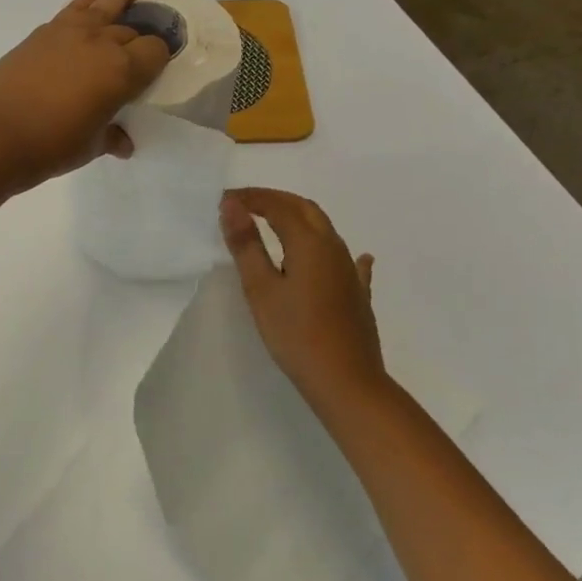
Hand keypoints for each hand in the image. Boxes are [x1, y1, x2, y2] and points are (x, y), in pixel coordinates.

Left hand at [0, 0, 172, 188]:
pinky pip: (72, 9)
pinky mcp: (42, 33)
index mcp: (122, 71)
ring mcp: (69, 33)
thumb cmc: (51, 145)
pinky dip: (84, 2)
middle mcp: (101, 43)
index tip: (158, 68)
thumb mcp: (90, 146)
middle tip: (143, 47)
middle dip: (140, 38)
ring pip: (105, 4)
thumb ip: (111, 137)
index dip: (160, 58)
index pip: (156, 52)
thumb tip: (123, 143)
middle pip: (131, 31)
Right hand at [219, 188, 385, 413]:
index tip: (224, 200)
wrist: (347, 382)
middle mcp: (334, 247)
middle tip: (245, 205)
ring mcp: (350, 271)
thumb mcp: (261, 289)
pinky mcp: (357, 293)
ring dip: (296, 217)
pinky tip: (350, 255)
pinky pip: (346, 259)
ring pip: (323, 229)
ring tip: (270, 223)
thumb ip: (246, 245)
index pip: (277, 205)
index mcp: (310, 242)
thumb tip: (231, 206)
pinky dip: (331, 249)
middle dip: (274, 200)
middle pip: (305, 209)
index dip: (250, 198)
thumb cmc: (296, 334)